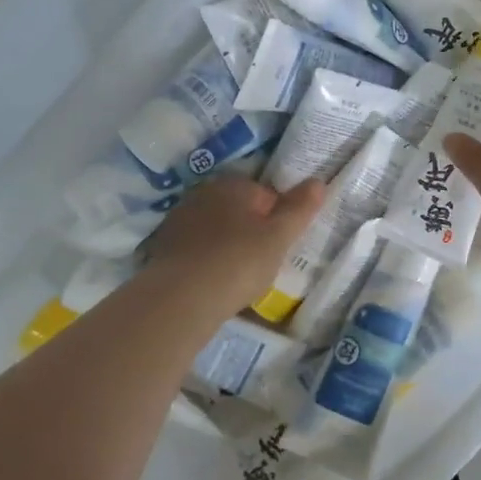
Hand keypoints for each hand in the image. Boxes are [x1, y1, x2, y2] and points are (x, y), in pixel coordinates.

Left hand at [146, 175, 324, 314]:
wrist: (181, 298)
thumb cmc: (238, 262)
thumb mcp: (279, 237)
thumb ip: (299, 209)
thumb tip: (318, 181)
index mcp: (232, 185)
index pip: (266, 195)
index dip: (277, 220)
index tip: (280, 246)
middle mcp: (203, 193)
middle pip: (238, 210)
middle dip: (251, 230)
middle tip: (262, 262)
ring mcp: (179, 219)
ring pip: (215, 229)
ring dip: (227, 245)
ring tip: (237, 276)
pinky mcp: (162, 246)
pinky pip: (195, 248)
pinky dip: (206, 260)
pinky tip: (213, 282)